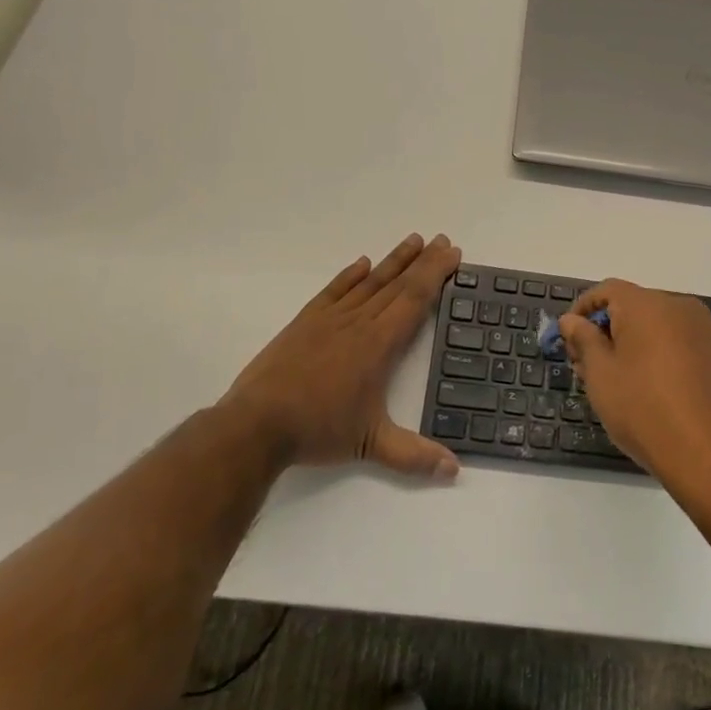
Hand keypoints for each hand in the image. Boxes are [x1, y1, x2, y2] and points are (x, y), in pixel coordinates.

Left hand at [228, 234, 462, 478]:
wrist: (256, 424)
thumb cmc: (318, 430)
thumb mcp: (371, 445)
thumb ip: (414, 455)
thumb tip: (454, 470)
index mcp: (378, 344)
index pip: (414, 300)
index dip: (435, 274)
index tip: (452, 253)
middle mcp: (358, 322)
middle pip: (397, 284)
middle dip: (423, 261)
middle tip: (442, 239)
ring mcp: (329, 319)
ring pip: (368, 282)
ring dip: (393, 260)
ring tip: (412, 240)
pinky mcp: (304, 322)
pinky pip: (334, 290)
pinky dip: (350, 275)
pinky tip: (361, 264)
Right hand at [558, 280, 710, 500]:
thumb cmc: (646, 411)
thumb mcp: (601, 376)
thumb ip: (584, 340)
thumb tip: (572, 319)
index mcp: (648, 304)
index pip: (607, 290)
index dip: (582, 310)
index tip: (567, 339)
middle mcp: (680, 307)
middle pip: (634, 307)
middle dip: (606, 330)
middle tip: (586, 367)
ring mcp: (706, 331)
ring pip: (658, 327)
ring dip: (632, 344)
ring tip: (616, 383)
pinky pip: (680, 344)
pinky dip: (659, 356)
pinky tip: (650, 390)